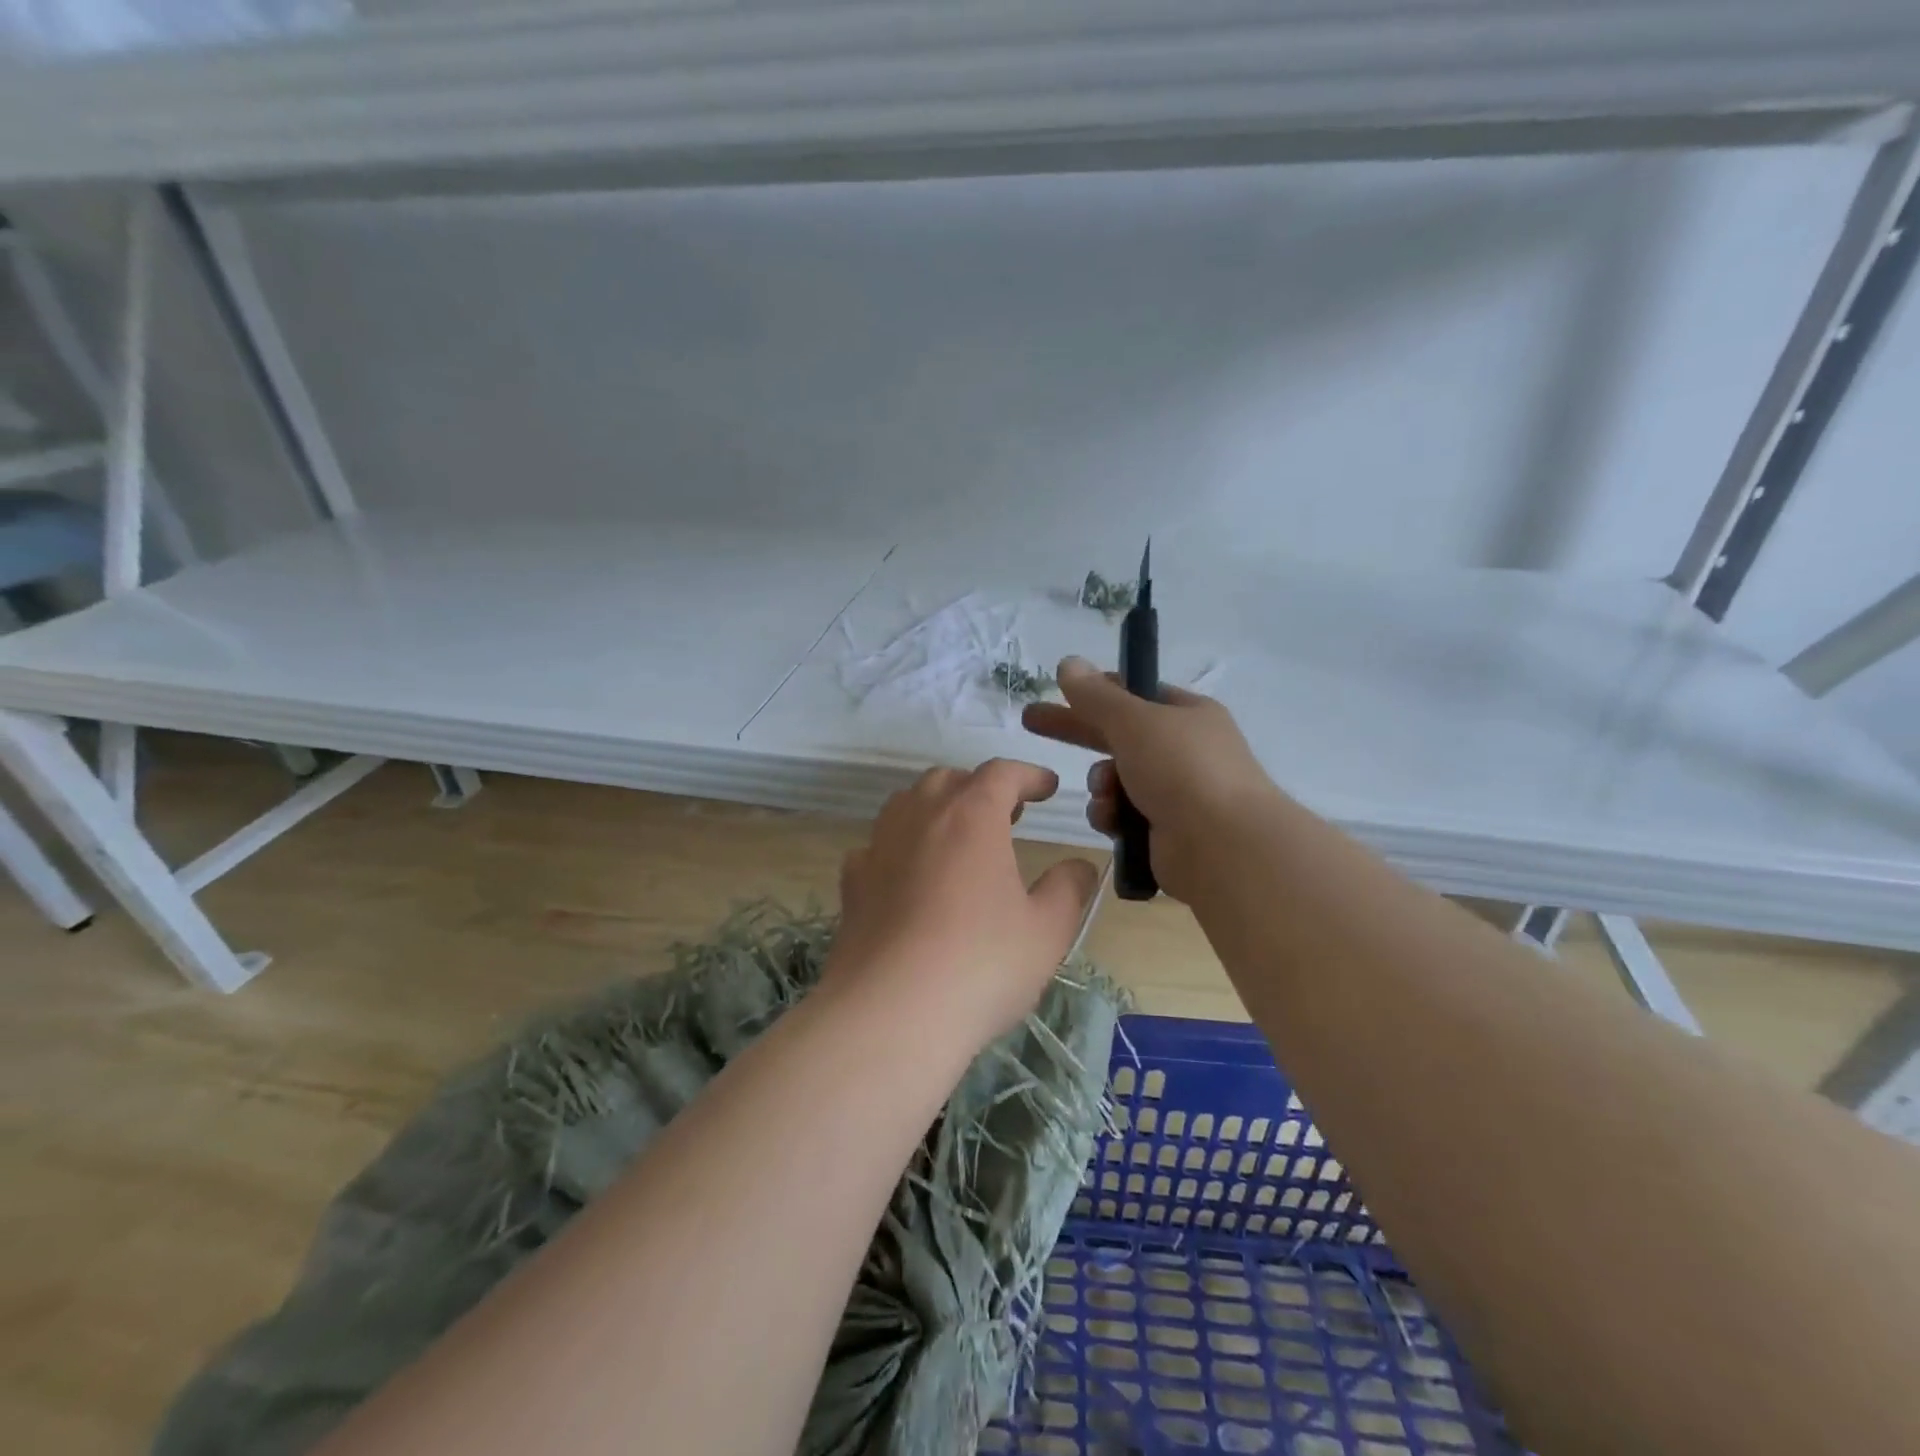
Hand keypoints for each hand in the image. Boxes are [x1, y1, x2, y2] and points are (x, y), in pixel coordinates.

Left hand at [828, 760, 1100, 1044]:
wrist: (889, 1013)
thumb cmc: (980, 964)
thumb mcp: (1047, 931)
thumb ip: (1068, 889)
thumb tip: (1079, 866)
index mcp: (971, 817)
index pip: (1001, 773)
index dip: (1028, 775)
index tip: (1047, 787)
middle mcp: (920, 817)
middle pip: (948, 780)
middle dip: (980, 788)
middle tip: (1006, 814)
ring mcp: (878, 847)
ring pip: (906, 804)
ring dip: (936, 808)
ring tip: (957, 839)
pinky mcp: (852, 883)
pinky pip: (877, 846)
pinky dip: (899, 847)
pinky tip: (908, 876)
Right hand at [1022, 657, 1279, 903]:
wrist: (1223, 847)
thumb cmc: (1182, 769)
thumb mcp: (1134, 721)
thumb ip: (1096, 695)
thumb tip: (1068, 662)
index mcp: (1187, 715)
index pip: (1135, 694)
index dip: (1098, 691)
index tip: (1061, 690)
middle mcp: (1184, 750)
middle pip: (1117, 735)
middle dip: (1076, 731)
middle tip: (1030, 721)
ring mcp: (1176, 792)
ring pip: (1115, 779)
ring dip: (1101, 785)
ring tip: (1105, 793)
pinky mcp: (1164, 831)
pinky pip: (1122, 815)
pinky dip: (1112, 816)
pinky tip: (1112, 822)